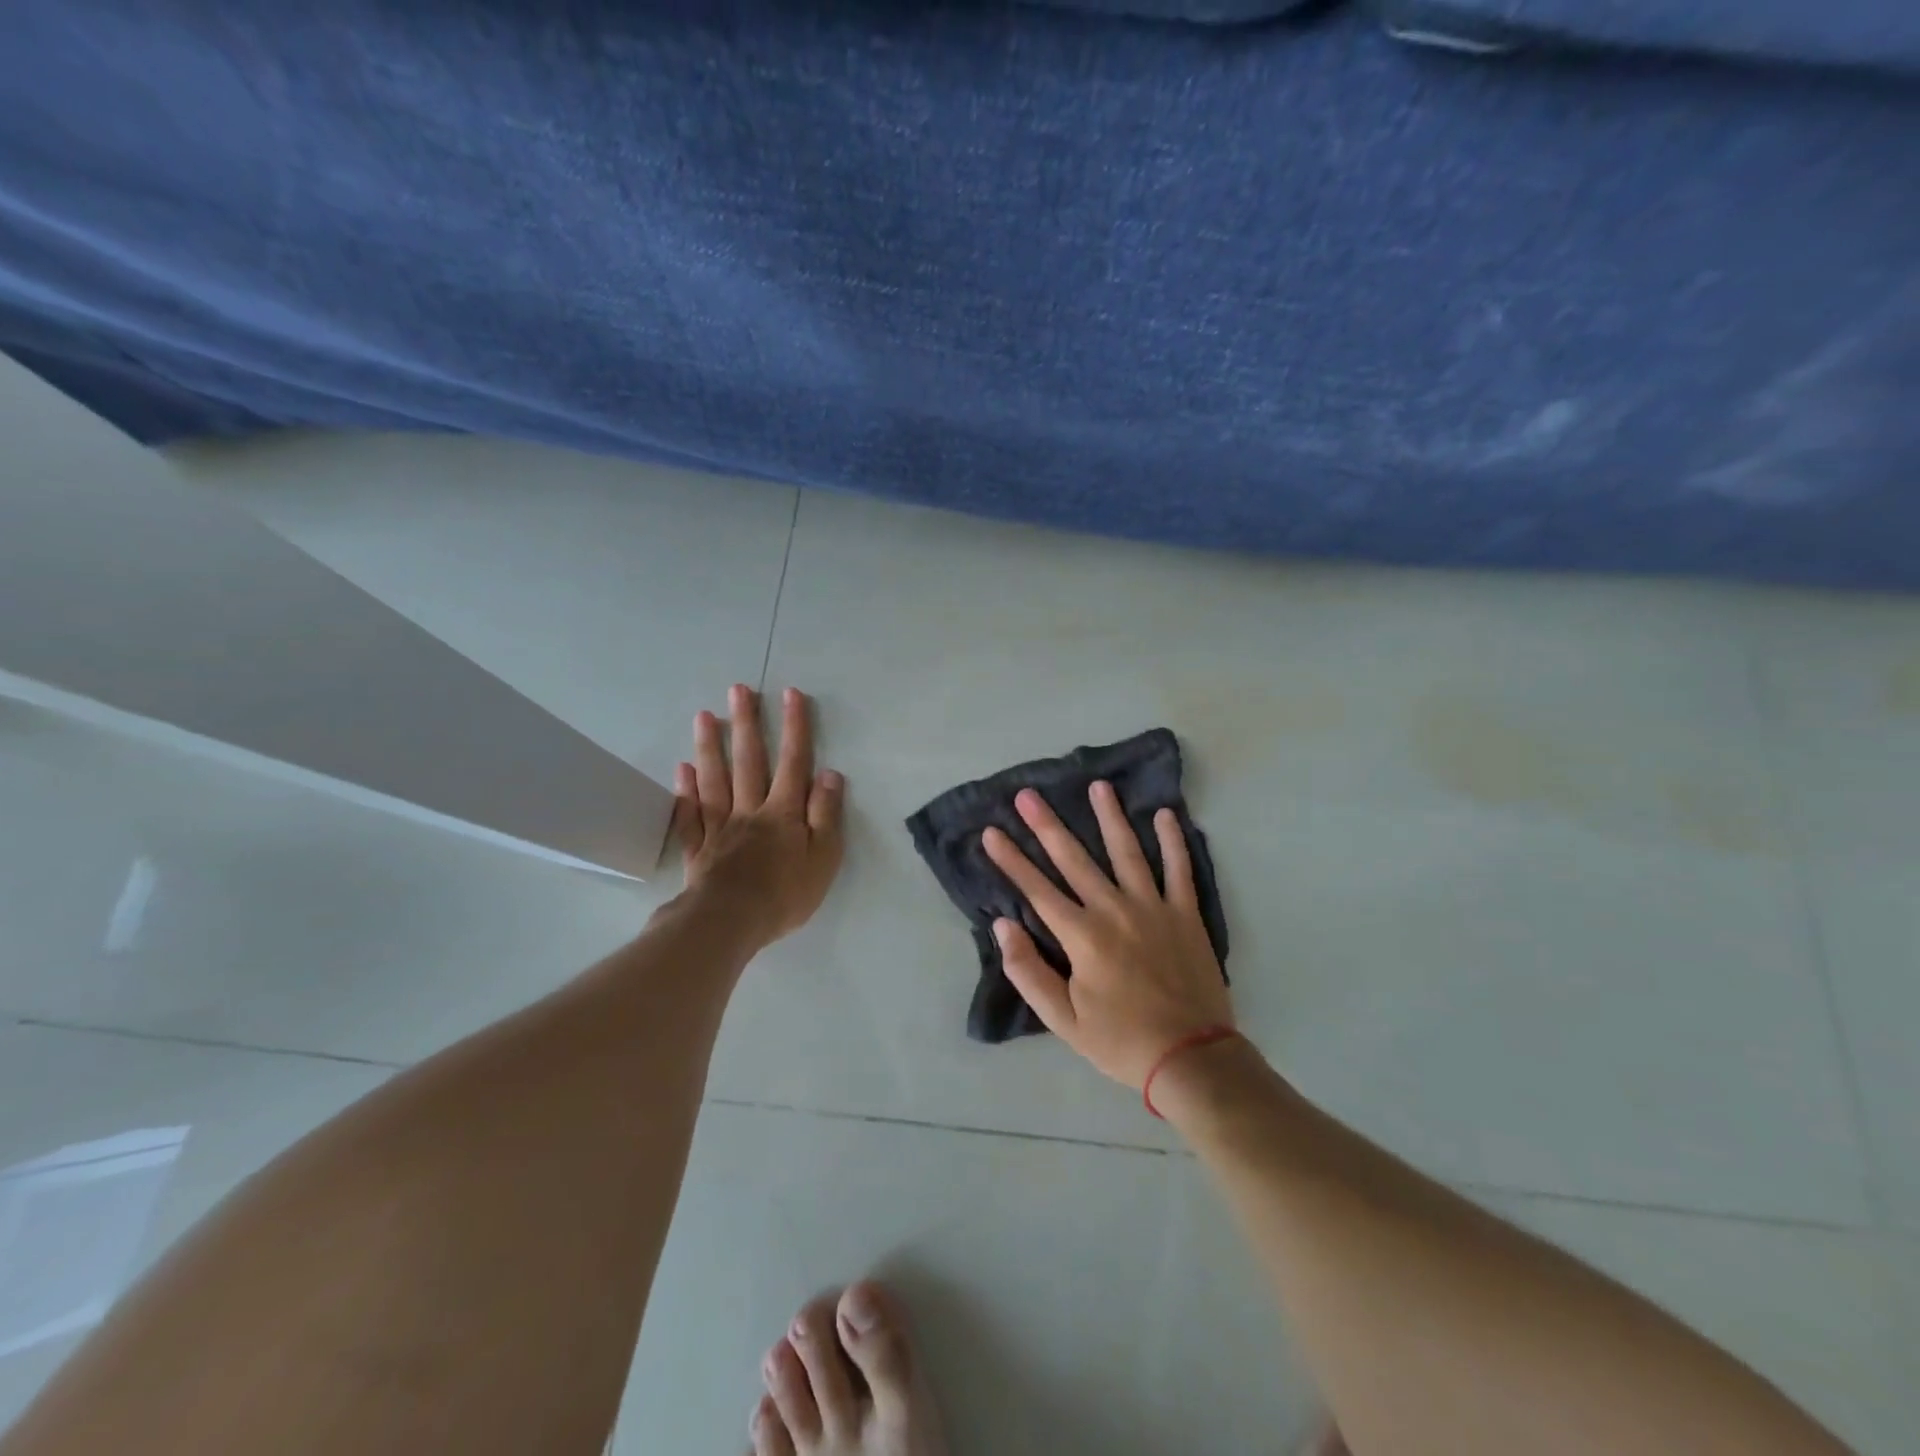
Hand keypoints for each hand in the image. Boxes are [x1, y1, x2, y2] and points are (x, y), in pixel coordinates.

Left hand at [671, 685, 844, 947]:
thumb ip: (826, 815)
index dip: (795, 728)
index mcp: (783, 813)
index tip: (791, 694)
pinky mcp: (698, 849)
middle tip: (738, 690)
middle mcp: (750, 811)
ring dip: (710, 746)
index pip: (794, 762)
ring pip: (714, 780)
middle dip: (746, 724)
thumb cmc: (785, 893)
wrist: (730, 923)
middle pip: (749, 762)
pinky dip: (685, 791)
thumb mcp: (823, 858)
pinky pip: (690, 815)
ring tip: (705, 716)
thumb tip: (831, 775)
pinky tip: (682, 770)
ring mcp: (719, 828)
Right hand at [982, 782, 1231, 1089]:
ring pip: (1127, 852)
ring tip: (1098, 786)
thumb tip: (1003, 926)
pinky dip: (1173, 841)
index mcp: (1082, 936)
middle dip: (1047, 826)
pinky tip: (1165, 814)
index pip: (1037, 889)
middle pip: (1074, 860)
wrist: (1191, 1057)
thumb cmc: (1121, 1041)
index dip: (1011, 860)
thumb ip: (1029, 972)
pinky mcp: (1186, 914)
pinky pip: (1179, 869)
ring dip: (1110, 817)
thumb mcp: (1063, 1020)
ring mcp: (1153, 908)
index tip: (991, 831)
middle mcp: (1114, 910)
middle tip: (1028, 795)